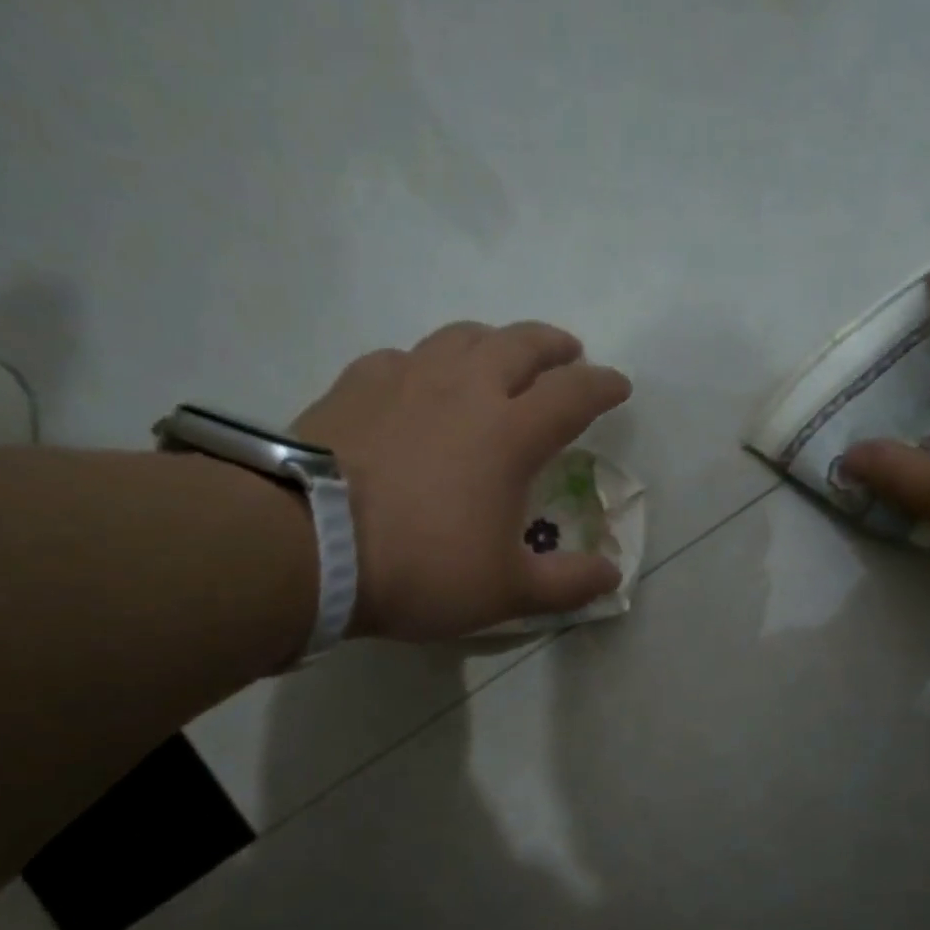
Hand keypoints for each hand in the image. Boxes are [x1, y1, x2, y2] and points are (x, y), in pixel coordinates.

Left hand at [291, 320, 630, 639]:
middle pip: (520, 344)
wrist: (309, 547)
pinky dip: (428, 363)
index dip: (603, 387)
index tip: (619, 387)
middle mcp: (464, 390)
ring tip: (500, 358)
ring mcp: (405, 378)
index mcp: (510, 433)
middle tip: (568, 355)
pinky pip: (404, 357)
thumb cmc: (422, 568)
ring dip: (494, 342)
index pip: (573, 394)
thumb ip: (567, 583)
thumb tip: (613, 575)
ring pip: (462, 337)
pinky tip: (421, 383)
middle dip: (553, 346)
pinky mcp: (355, 384)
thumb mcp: (506, 592)